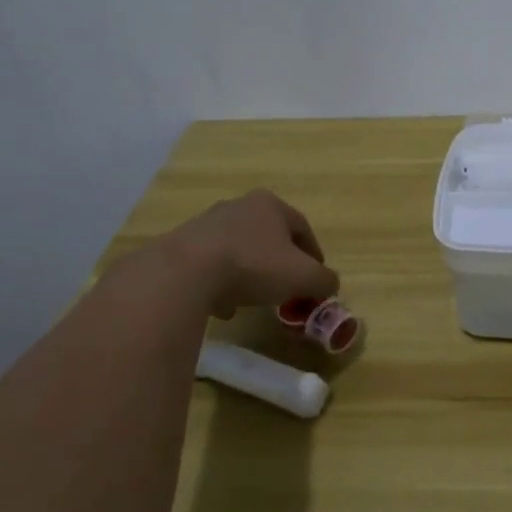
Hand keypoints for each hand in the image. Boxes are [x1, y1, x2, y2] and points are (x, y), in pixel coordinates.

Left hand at [159, 189, 339, 317]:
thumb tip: (330, 284)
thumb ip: (324, 280)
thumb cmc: (254, 266)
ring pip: (239, 250)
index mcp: (271, 205)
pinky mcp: (182, 245)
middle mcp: (239, 206)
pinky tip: (223, 306)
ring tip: (254, 300)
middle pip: (269, 236)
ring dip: (250, 273)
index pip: (302, 228)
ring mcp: (207, 224)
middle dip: (280, 262)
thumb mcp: (303, 277)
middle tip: (287, 287)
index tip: (316, 278)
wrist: (184, 273)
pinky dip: (222, 283)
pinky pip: (211, 265)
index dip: (314, 255)